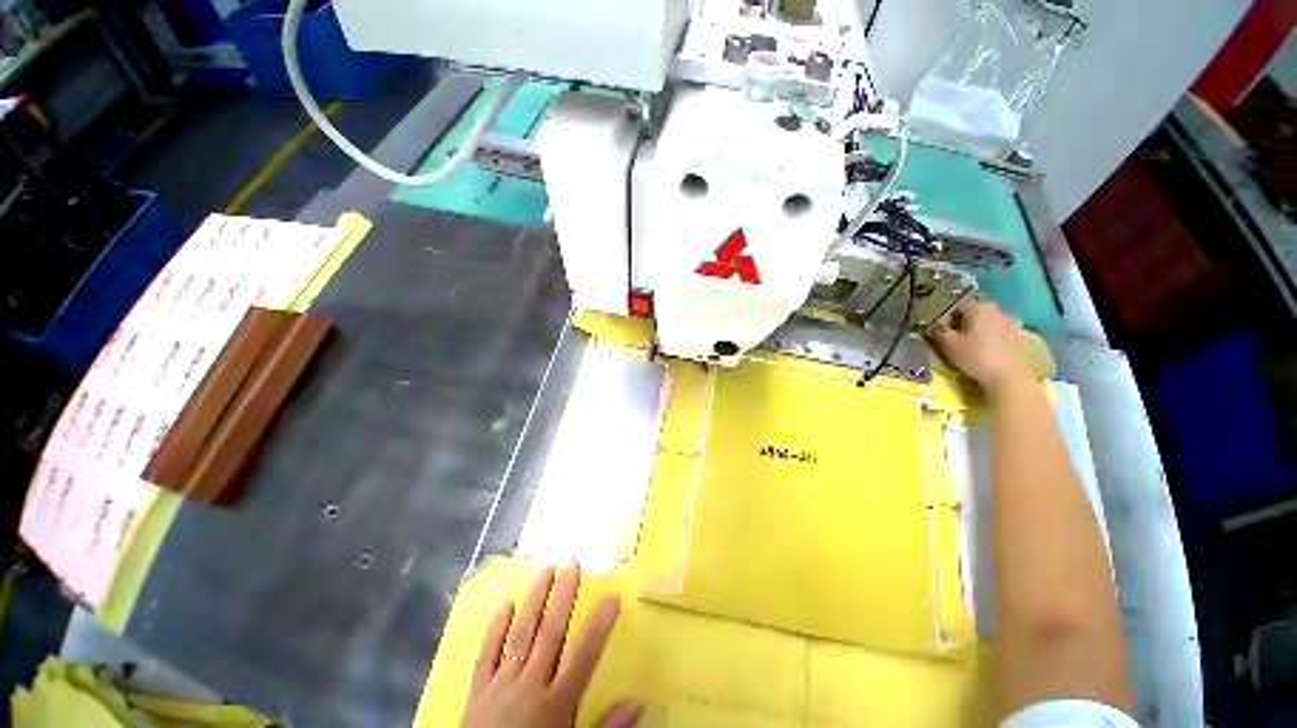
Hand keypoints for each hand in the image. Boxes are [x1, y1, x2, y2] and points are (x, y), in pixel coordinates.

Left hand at [462, 564, 641, 727]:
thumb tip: (639, 702)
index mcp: (556, 704)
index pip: (584, 655)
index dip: (600, 624)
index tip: (613, 596)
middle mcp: (529, 686)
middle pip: (550, 634)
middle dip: (563, 597)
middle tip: (572, 564)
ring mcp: (500, 686)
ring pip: (520, 636)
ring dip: (534, 602)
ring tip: (545, 571)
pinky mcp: (476, 693)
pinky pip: (486, 656)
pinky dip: (495, 630)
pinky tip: (504, 605)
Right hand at [928, 299, 1032, 394]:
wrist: (1010, 377)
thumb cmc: (976, 356)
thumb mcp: (948, 344)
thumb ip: (938, 331)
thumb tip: (932, 326)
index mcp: (978, 306)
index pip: (956, 304)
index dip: (945, 315)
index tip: (939, 330)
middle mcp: (997, 309)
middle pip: (973, 311)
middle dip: (961, 322)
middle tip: (951, 338)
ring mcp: (1011, 323)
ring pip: (986, 322)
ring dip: (976, 331)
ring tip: (968, 346)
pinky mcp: (1019, 337)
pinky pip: (998, 333)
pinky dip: (989, 339)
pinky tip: (984, 352)